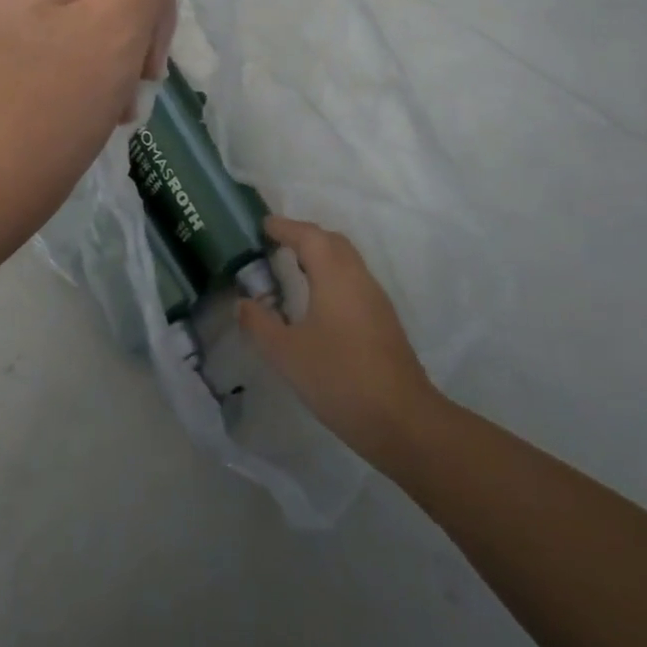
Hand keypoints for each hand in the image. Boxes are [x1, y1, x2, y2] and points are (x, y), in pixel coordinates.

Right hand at [238, 216, 443, 468]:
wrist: (402, 420)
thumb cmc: (339, 378)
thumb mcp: (287, 354)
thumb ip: (260, 324)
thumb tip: (244, 303)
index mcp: (335, 275)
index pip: (308, 235)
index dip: (284, 227)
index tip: (262, 225)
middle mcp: (358, 277)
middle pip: (331, 241)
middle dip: (303, 236)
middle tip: (276, 244)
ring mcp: (375, 298)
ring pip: (346, 261)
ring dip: (320, 256)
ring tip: (292, 269)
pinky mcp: (383, 320)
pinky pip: (353, 281)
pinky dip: (332, 275)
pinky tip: (318, 302)